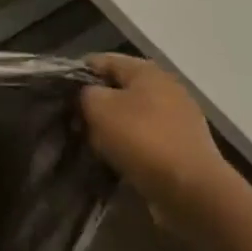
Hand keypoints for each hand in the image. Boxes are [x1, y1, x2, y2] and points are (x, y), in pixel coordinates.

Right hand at [81, 54, 228, 210]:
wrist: (192, 190)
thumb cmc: (142, 139)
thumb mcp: (99, 108)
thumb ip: (86, 94)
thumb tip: (88, 96)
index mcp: (146, 70)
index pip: (103, 61)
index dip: (78, 73)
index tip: (59, 93)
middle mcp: (166, 87)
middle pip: (119, 89)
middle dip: (96, 103)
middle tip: (74, 121)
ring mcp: (179, 118)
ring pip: (132, 115)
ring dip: (112, 127)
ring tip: (92, 143)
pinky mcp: (183, 146)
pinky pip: (147, 139)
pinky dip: (130, 146)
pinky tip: (116, 160)